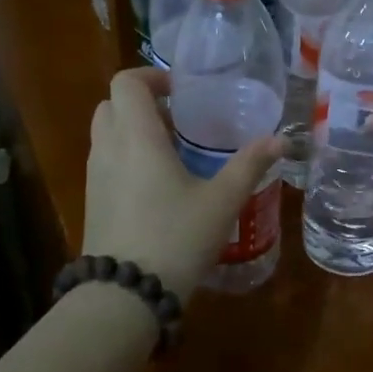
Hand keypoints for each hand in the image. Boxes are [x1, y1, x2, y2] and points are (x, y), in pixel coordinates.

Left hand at [82, 67, 284, 299]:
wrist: (125, 294)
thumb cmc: (176, 238)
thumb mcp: (221, 201)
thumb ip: (249, 166)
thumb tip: (280, 141)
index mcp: (136, 136)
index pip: (126, 83)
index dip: (151, 77)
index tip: (180, 92)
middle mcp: (108, 148)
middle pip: (112, 104)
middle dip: (142, 103)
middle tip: (178, 120)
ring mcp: (94, 175)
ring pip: (105, 133)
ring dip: (132, 129)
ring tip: (171, 151)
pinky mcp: (92, 200)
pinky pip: (104, 160)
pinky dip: (125, 155)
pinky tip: (156, 185)